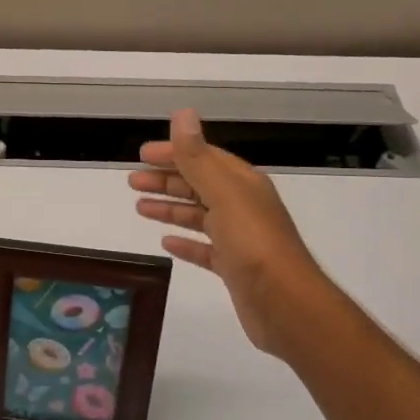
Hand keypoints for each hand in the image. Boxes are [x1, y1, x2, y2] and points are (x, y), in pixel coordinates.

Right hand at [129, 110, 331, 359]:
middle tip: (132, 181)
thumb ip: (198, 157)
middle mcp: (242, 206)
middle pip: (199, 185)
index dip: (174, 152)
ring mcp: (239, 239)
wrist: (286, 305)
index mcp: (242, 184)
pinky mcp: (234, 268)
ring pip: (199, 216)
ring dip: (170, 208)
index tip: (142, 154)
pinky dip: (185, 242)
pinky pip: (205, 249)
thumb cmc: (254, 244)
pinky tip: (166, 242)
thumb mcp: (223, 194)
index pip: (204, 158)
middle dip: (166, 180)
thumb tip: (183, 114)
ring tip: (140, 208)